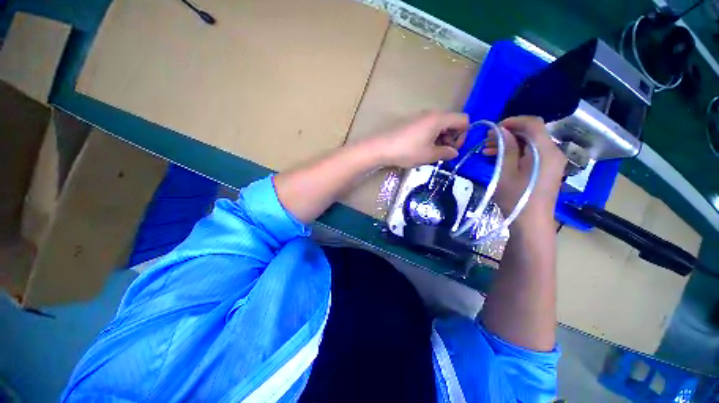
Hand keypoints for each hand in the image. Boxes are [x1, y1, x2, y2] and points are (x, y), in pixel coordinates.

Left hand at [371, 111, 468, 167]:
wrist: (380, 147)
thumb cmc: (407, 151)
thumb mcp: (429, 155)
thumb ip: (446, 153)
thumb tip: (454, 152)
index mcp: (439, 118)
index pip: (463, 120)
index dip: (463, 135)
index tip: (452, 150)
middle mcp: (430, 113)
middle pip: (451, 122)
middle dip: (451, 138)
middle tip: (441, 153)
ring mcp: (419, 116)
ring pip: (438, 125)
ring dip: (440, 138)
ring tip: (430, 153)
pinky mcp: (410, 122)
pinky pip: (427, 126)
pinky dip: (430, 136)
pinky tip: (420, 148)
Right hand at [483, 116, 566, 223]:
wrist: (531, 222)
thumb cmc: (516, 198)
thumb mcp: (506, 172)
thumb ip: (507, 148)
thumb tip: (502, 130)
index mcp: (545, 151)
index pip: (533, 123)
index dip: (513, 121)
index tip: (494, 128)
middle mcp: (553, 152)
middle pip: (532, 133)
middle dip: (509, 133)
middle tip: (487, 140)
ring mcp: (552, 162)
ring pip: (530, 144)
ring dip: (510, 144)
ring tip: (488, 150)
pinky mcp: (547, 170)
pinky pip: (532, 154)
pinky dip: (516, 153)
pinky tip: (500, 159)